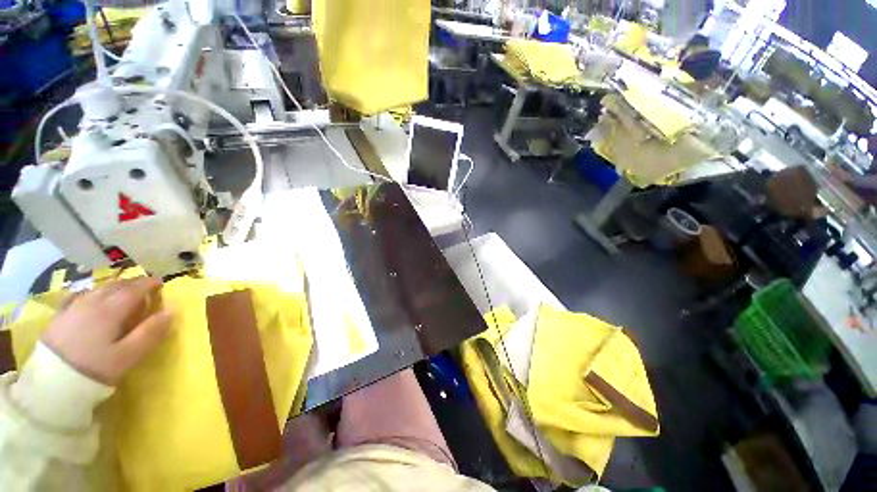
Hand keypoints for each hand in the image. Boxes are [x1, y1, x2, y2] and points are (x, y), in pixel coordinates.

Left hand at [43, 277, 172, 384]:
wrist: (52, 381)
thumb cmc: (96, 367)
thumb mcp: (129, 355)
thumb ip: (151, 332)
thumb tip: (170, 311)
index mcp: (112, 309)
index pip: (135, 289)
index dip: (149, 283)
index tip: (161, 282)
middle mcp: (93, 301)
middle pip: (115, 285)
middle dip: (132, 283)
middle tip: (144, 286)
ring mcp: (74, 307)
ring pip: (97, 288)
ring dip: (113, 286)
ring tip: (121, 290)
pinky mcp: (60, 315)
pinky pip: (77, 296)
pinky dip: (88, 292)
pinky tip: (88, 296)